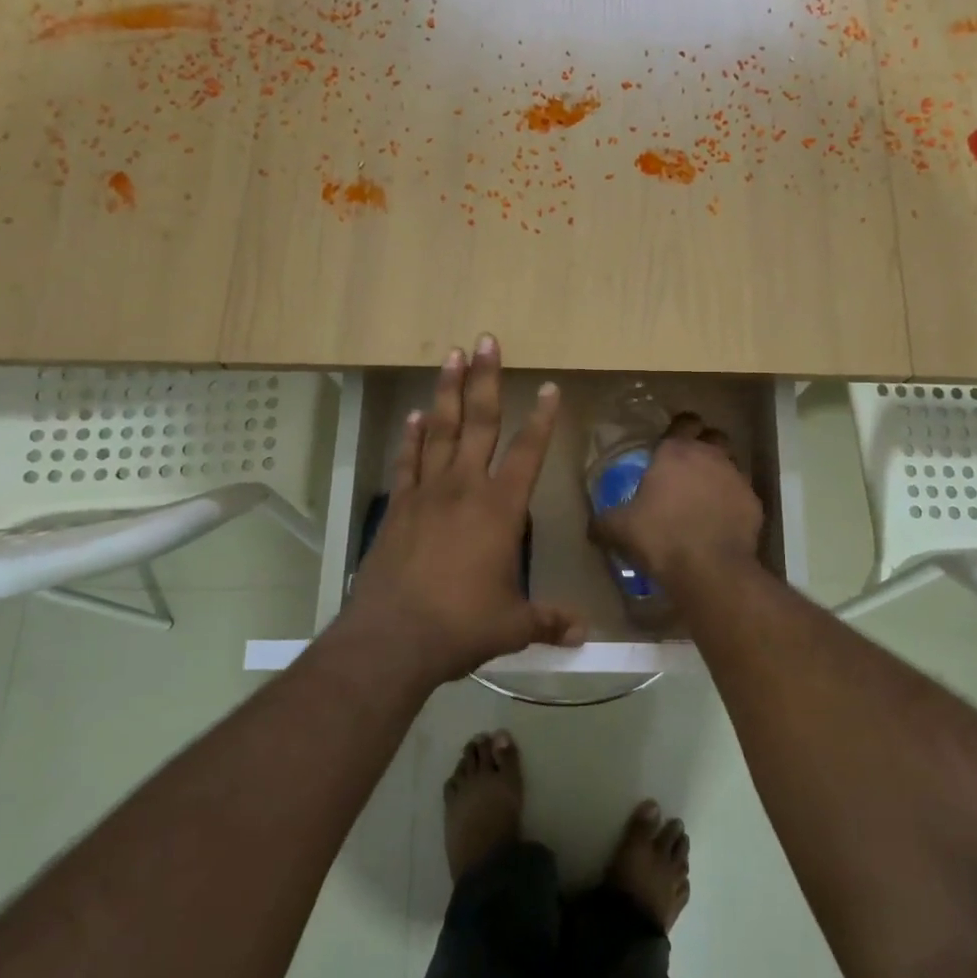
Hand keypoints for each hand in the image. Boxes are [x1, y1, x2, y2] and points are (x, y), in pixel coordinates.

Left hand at [342, 334, 584, 684]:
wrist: (393, 637)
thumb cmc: (462, 625)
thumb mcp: (513, 625)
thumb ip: (549, 621)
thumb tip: (583, 635)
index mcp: (500, 508)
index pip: (528, 452)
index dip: (542, 419)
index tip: (548, 387)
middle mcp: (464, 488)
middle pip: (479, 422)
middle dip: (485, 379)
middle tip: (486, 340)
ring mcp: (427, 493)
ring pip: (439, 429)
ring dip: (447, 391)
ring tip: (451, 355)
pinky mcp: (399, 506)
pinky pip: (408, 460)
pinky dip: (411, 436)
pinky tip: (414, 414)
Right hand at [595, 412, 763, 586]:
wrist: (710, 569)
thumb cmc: (660, 537)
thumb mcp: (619, 530)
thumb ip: (604, 522)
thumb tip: (593, 526)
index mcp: (676, 451)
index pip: (683, 421)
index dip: (678, 427)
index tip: (670, 442)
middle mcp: (710, 456)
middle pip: (713, 436)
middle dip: (704, 445)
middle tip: (688, 467)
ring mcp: (737, 478)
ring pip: (731, 464)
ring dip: (719, 474)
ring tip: (705, 497)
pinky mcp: (754, 503)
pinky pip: (742, 496)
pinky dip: (733, 504)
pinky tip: (721, 523)